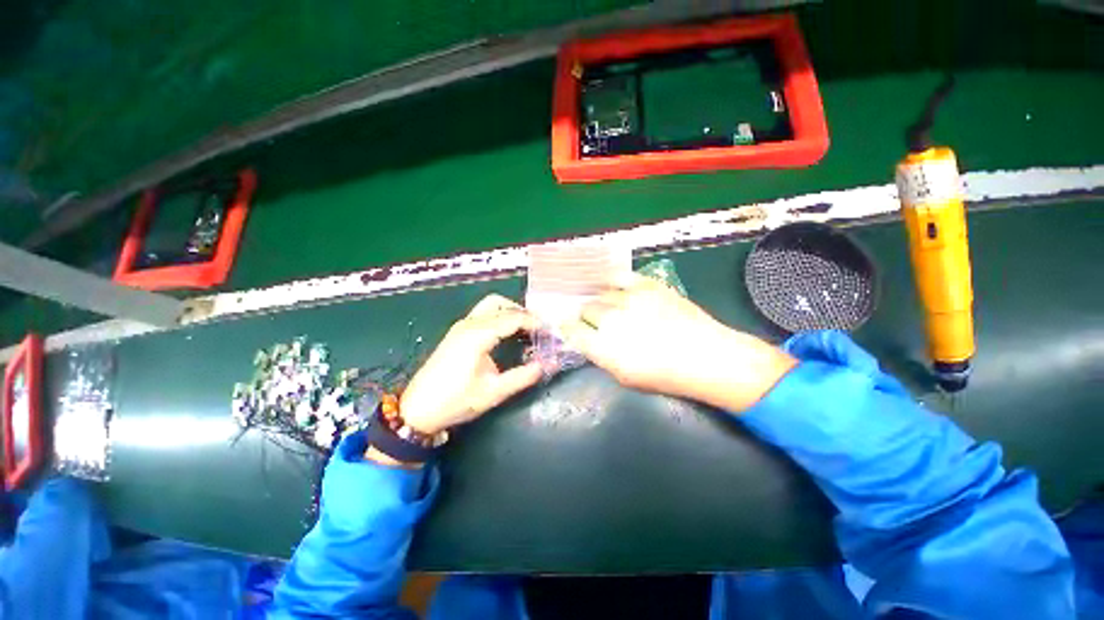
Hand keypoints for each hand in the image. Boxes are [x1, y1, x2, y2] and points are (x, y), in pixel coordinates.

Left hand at [400, 295, 542, 434]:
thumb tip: (546, 365)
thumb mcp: (494, 392)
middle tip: (537, 329)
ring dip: (509, 312)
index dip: (534, 322)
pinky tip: (506, 334)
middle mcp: (469, 324)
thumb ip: (523, 377)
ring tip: (525, 330)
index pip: (513, 317)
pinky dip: (499, 317)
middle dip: (522, 312)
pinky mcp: (457, 332)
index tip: (549, 332)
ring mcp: (460, 326)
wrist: (417, 410)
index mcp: (478, 335)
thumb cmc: (455, 401)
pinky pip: (482, 314)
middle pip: (500, 304)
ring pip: (490, 306)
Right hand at [560, 274, 795, 411]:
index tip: (569, 326)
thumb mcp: (625, 378)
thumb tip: (588, 339)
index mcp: (604, 348)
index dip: (568, 327)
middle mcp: (612, 320)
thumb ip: (601, 356)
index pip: (572, 331)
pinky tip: (613, 285)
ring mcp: (630, 299)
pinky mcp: (647, 285)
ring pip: (601, 293)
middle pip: (586, 309)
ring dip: (601, 301)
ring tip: (609, 305)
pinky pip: (619, 277)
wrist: (707, 356)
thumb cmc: (666, 376)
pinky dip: (612, 281)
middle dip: (587, 315)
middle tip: (595, 320)